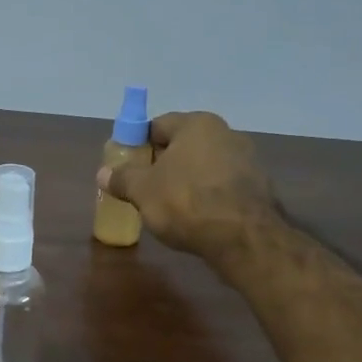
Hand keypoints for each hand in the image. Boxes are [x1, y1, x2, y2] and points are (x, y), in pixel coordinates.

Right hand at [97, 111, 278, 265]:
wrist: (243, 238)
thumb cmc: (186, 202)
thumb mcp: (142, 191)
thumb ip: (122, 178)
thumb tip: (103, 173)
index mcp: (196, 124)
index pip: (157, 126)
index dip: (138, 145)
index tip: (127, 166)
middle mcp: (226, 133)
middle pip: (182, 144)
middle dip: (163, 163)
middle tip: (144, 187)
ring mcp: (247, 160)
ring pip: (204, 165)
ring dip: (187, 179)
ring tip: (169, 205)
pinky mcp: (259, 187)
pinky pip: (222, 185)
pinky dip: (208, 195)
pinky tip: (197, 217)